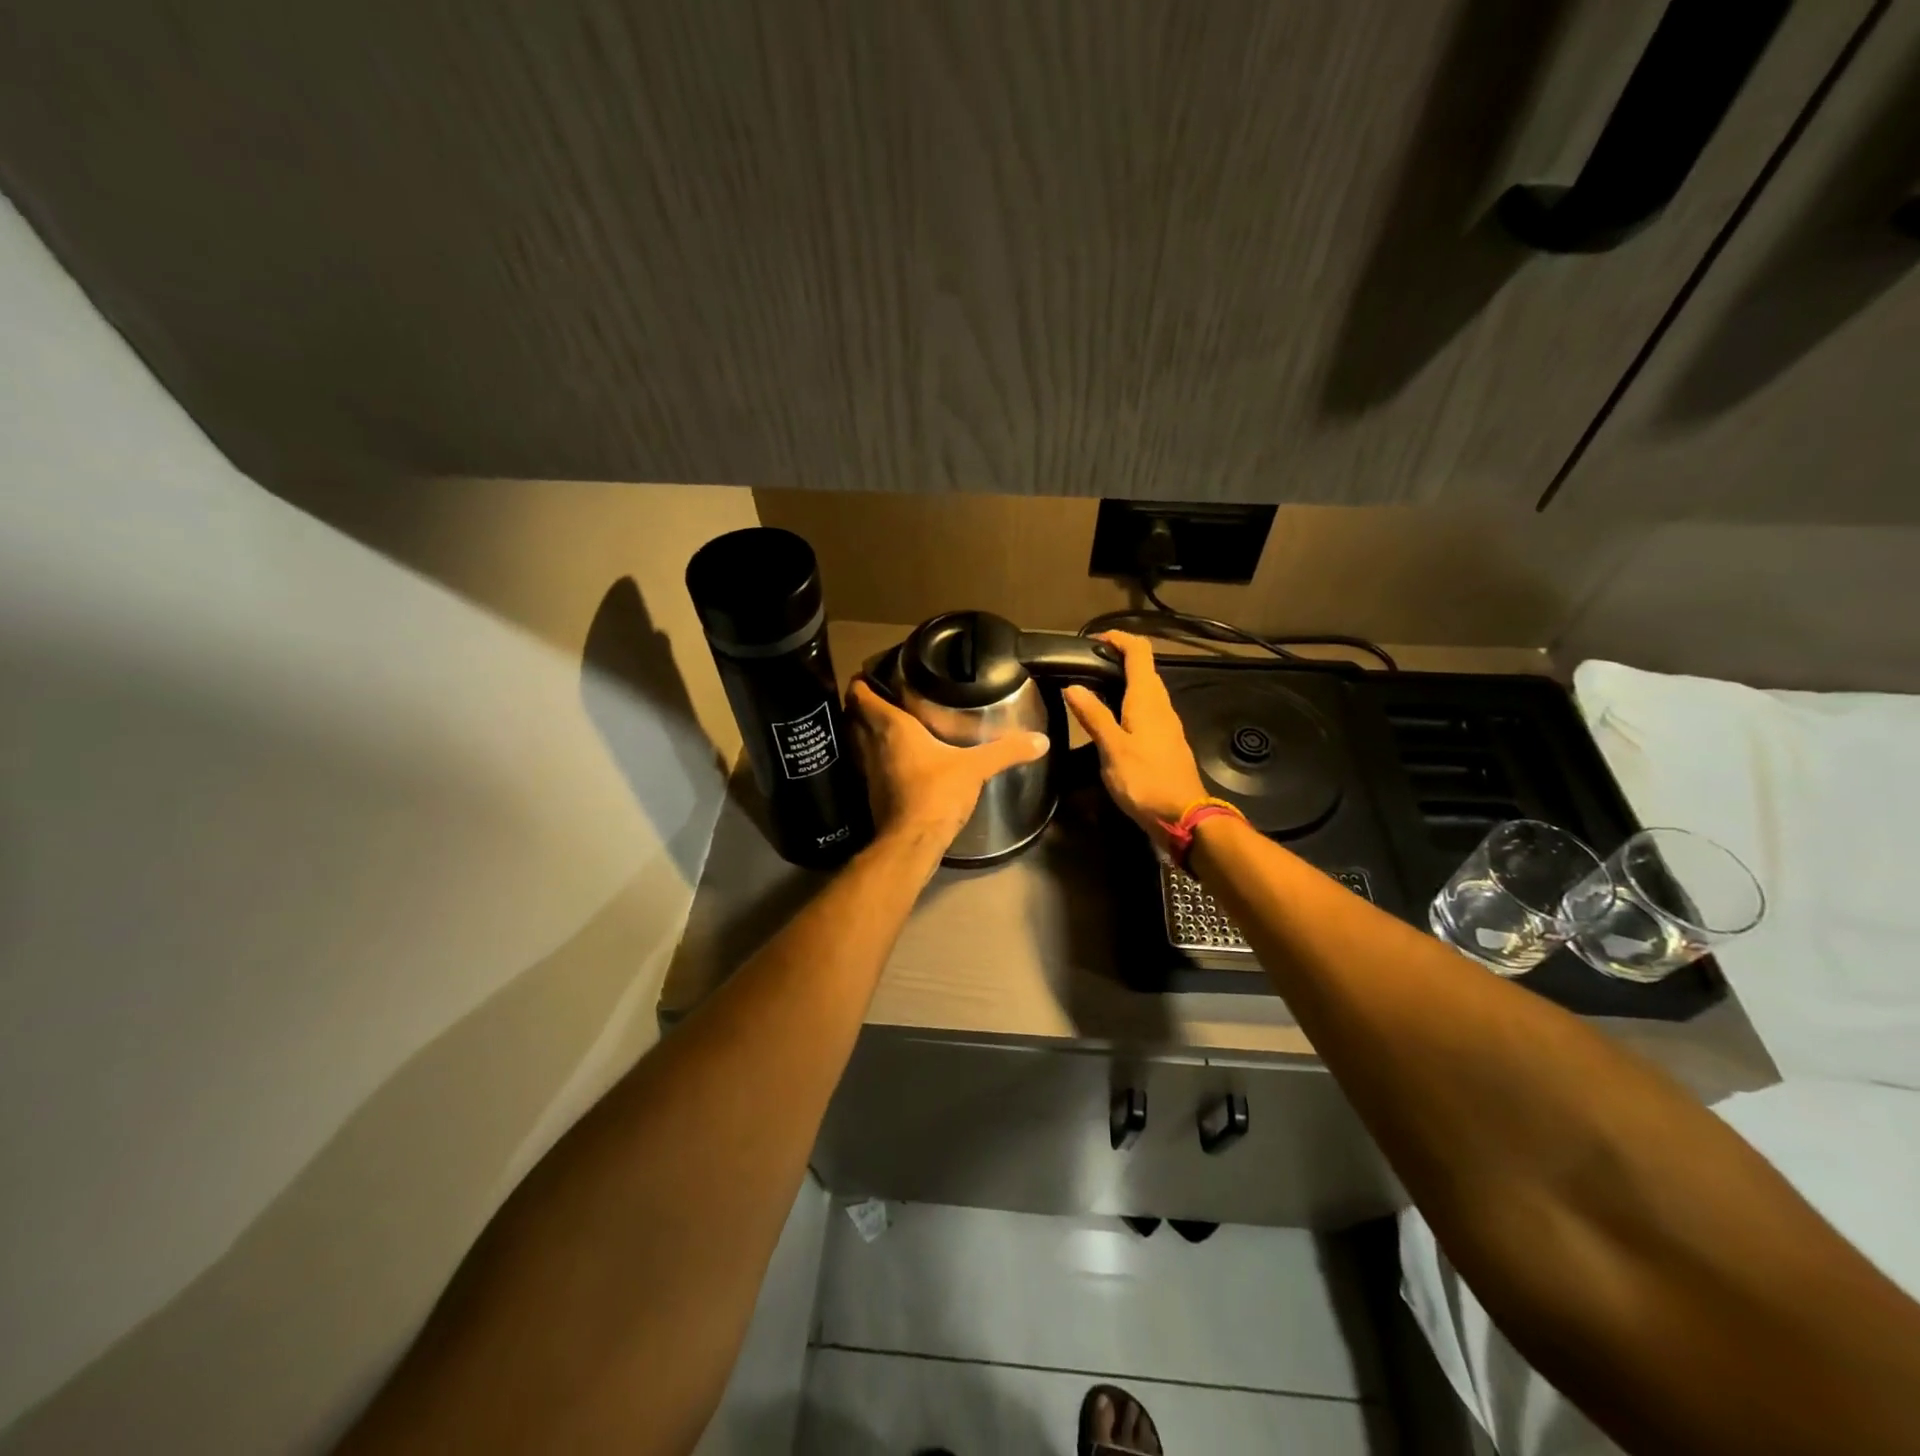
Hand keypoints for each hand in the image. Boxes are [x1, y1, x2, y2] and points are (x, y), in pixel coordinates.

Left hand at [847, 679, 1050, 853]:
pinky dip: (876, 756)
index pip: (861, 696)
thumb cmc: (936, 793)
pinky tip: (897, 759)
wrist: (912, 842)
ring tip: (890, 722)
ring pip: (858, 741)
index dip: (861, 681)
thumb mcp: (975, 768)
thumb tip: (1042, 740)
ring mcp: (868, 770)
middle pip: (854, 716)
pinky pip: (868, 764)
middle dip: (863, 704)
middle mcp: (872, 744)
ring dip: (866, 731)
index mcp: (891, 727)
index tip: (870, 672)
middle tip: (885, 694)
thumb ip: (1005, 751)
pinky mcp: (872, 792)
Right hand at [1063, 632, 1207, 847]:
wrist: (1182, 816)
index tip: (1093, 640)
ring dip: (1122, 682)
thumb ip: (1093, 716)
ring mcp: (1166, 723)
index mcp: (1147, 699)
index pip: (1139, 652)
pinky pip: (1146, 710)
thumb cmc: (1145, 780)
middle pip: (1143, 668)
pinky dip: (1128, 704)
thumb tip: (1073, 686)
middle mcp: (1161, 705)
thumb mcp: (1112, 749)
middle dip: (1117, 659)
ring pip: (1145, 690)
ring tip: (1091, 691)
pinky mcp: (1166, 741)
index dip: (1118, 638)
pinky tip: (1110, 721)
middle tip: (1085, 666)